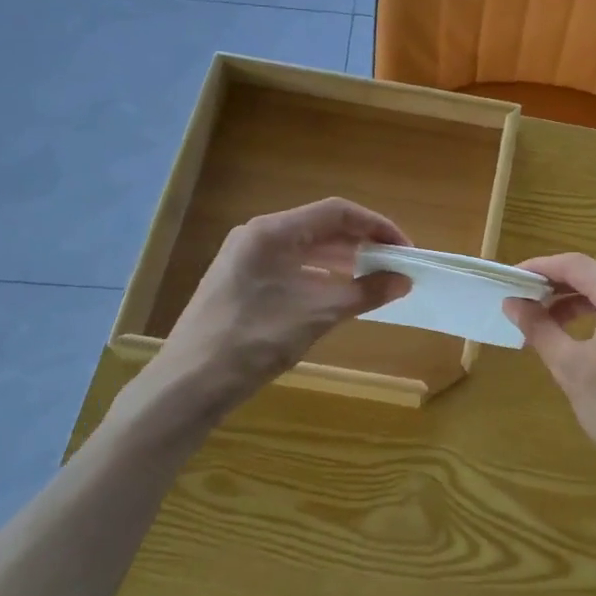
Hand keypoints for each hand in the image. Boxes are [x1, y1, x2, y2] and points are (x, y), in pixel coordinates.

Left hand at [119, 199, 411, 432]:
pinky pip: (291, 268)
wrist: (190, 383)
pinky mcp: (242, 283)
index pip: (336, 212)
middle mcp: (258, 236)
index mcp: (272, 232)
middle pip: (321, 227)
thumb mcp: (316, 315)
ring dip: (343, 261)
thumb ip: (364, 293)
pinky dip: (321, 277)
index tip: (405, 249)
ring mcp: (246, 259)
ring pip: (306, 249)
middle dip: (362, 244)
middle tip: (395, 266)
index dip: (376, 226)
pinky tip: (340, 295)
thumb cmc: (254, 340)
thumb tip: (403, 281)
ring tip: (375, 280)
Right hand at [504, 253, 595, 479]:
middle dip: (559, 285)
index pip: (574, 265)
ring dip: (582, 300)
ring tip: (551, 321)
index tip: (514, 278)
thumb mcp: (570, 368)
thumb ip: (539, 328)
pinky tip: (587, 333)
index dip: (540, 268)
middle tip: (528, 301)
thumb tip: (513, 303)